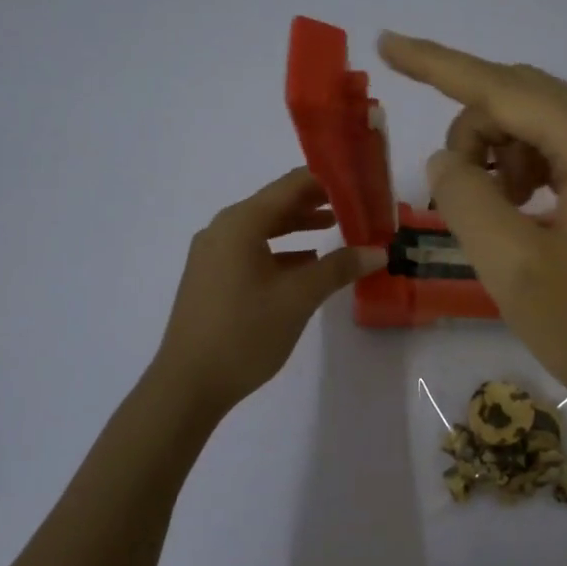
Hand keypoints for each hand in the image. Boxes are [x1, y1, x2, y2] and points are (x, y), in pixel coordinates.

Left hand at [153, 168, 386, 414]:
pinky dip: (281, 250)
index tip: (360, 184)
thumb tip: (378, 251)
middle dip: (316, 203)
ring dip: (299, 227)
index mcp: (241, 223)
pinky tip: (306, 264)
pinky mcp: (211, 277)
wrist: (188, 384)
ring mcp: (213, 254)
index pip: (292, 185)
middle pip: (276, 203)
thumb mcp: (299, 298)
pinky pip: (252, 250)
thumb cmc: (245, 332)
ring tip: (336, 228)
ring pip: (264, 228)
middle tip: (355, 205)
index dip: (328, 181)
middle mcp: (223, 229)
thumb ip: (338, 268)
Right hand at [377, 32, 566, 428]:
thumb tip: (445, 159)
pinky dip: (522, 174)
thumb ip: (466, 199)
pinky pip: (558, 158)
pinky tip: (517, 213)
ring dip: (496, 155)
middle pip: (522, 100)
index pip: (503, 87)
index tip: (387, 42)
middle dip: (472, 130)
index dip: (439, 64)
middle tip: (449, 189)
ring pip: (538, 128)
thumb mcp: (514, 267)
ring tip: (488, 213)